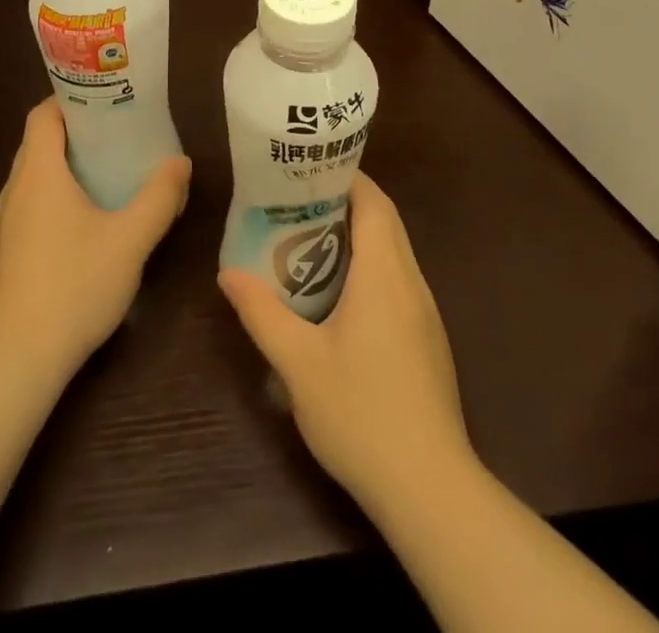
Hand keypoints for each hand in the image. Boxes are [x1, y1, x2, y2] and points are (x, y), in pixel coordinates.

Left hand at [0, 99, 191, 382]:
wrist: (18, 359)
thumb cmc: (75, 286)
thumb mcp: (130, 240)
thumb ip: (159, 197)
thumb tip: (181, 163)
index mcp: (38, 173)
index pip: (43, 114)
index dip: (71, 98)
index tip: (107, 99)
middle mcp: (14, 189)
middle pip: (40, 141)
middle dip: (78, 130)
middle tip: (121, 131)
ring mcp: (5, 222)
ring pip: (35, 174)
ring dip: (68, 164)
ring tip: (110, 168)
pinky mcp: (6, 250)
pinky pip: (32, 202)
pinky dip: (57, 193)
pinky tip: (88, 217)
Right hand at [218, 173, 473, 512]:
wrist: (430, 488)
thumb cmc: (361, 414)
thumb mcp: (298, 363)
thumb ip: (262, 313)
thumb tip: (228, 274)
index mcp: (384, 274)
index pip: (374, 203)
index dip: (346, 177)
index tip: (309, 170)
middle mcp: (411, 282)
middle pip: (386, 221)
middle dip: (348, 201)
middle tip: (299, 201)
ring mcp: (425, 312)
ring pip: (395, 251)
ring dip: (360, 235)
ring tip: (311, 238)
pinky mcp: (428, 339)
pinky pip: (399, 280)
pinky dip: (372, 266)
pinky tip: (341, 293)